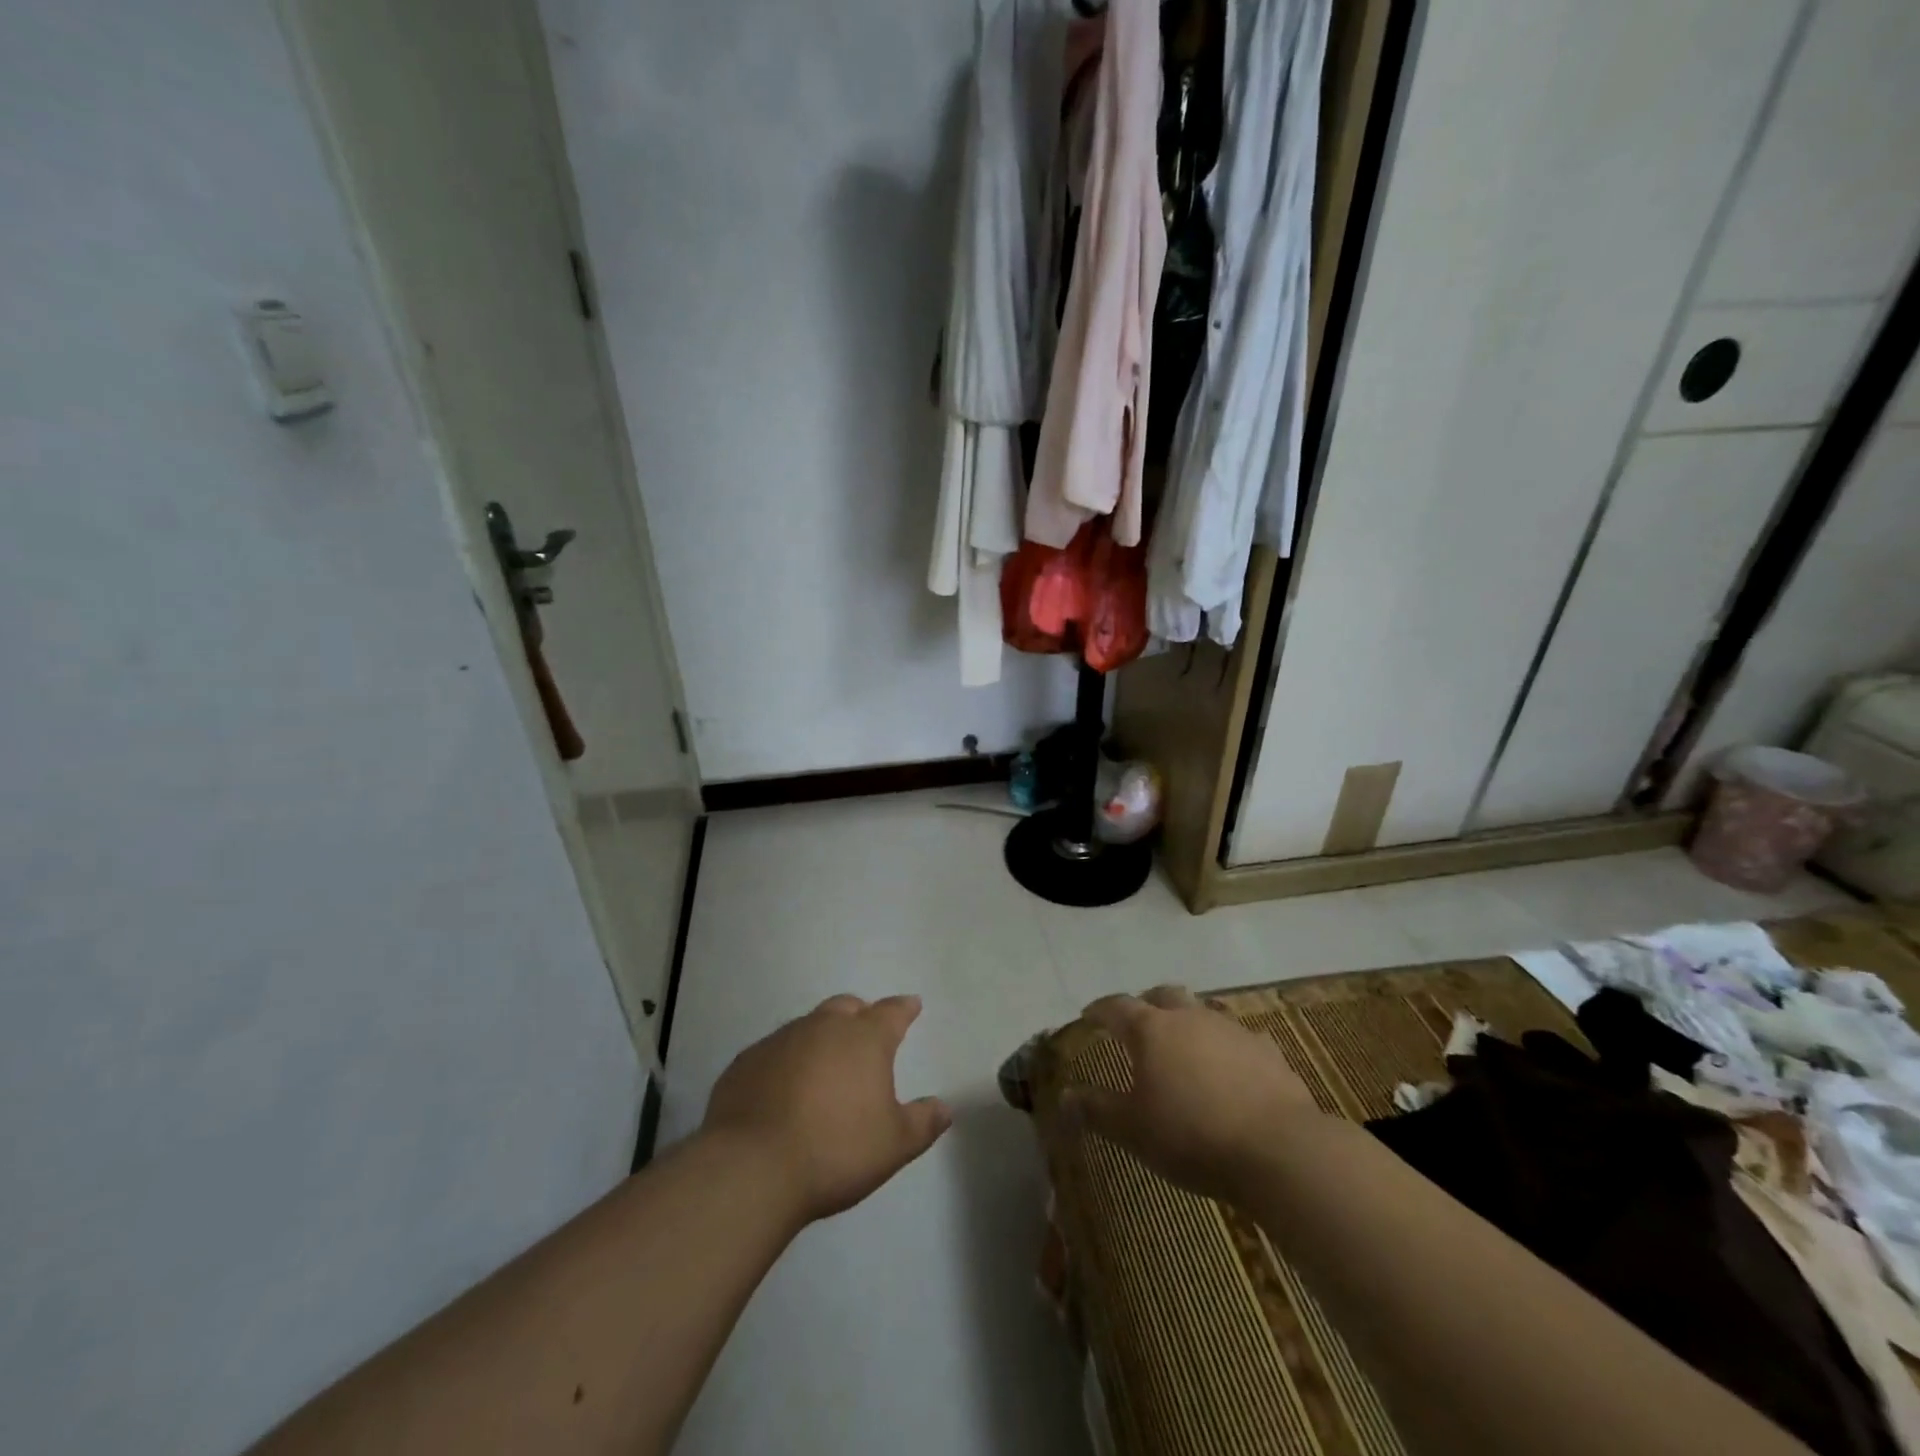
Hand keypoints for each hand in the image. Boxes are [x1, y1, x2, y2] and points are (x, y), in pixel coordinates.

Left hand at [701, 994, 951, 1224]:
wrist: (751, 1167)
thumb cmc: (836, 1150)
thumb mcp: (894, 1144)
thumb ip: (923, 1122)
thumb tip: (944, 1108)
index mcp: (864, 1039)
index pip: (891, 1013)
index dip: (904, 1009)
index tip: (912, 1005)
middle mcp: (823, 1027)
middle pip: (846, 1008)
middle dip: (860, 1014)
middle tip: (866, 1031)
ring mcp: (779, 1041)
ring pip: (807, 1026)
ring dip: (820, 1038)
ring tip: (824, 1066)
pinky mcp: (745, 1062)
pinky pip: (773, 1052)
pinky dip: (785, 1062)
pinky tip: (783, 1088)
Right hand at [1061, 985, 1322, 1200]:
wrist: (1278, 1149)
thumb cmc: (1191, 1135)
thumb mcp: (1132, 1130)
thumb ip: (1096, 1109)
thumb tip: (1065, 1096)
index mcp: (1151, 1030)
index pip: (1117, 1007)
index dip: (1100, 1009)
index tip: (1089, 1015)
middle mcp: (1190, 1018)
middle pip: (1163, 995)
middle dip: (1147, 1004)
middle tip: (1138, 1023)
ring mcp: (1231, 1030)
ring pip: (1202, 1013)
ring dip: (1187, 1024)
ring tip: (1183, 1049)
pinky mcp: (1266, 1051)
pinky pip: (1237, 1039)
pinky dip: (1224, 1048)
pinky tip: (1228, 1072)